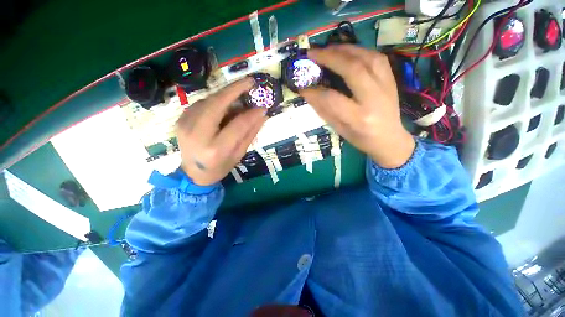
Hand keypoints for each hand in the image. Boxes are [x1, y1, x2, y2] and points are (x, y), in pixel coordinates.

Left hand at [176, 79, 266, 185]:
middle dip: (234, 89)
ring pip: (208, 100)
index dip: (251, 114)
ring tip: (240, 92)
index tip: (263, 106)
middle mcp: (197, 135)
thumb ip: (250, 134)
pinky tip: (224, 104)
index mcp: (215, 149)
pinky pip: (201, 103)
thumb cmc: (220, 167)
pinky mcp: (180, 119)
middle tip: (250, 81)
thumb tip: (262, 115)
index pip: (237, 125)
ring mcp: (185, 125)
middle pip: (216, 104)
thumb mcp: (239, 154)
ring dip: (225, 94)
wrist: (193, 174)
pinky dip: (215, 100)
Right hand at [301, 45, 414, 168]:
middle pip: (353, 70)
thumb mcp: (339, 129)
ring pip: (367, 58)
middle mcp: (374, 99)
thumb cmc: (361, 138)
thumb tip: (308, 93)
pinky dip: (359, 50)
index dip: (315, 92)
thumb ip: (324, 111)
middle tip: (312, 53)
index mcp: (359, 118)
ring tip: (328, 49)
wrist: (390, 139)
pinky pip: (377, 57)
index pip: (333, 100)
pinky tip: (347, 51)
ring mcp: (386, 86)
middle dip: (330, 57)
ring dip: (345, 49)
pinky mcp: (391, 80)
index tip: (302, 87)